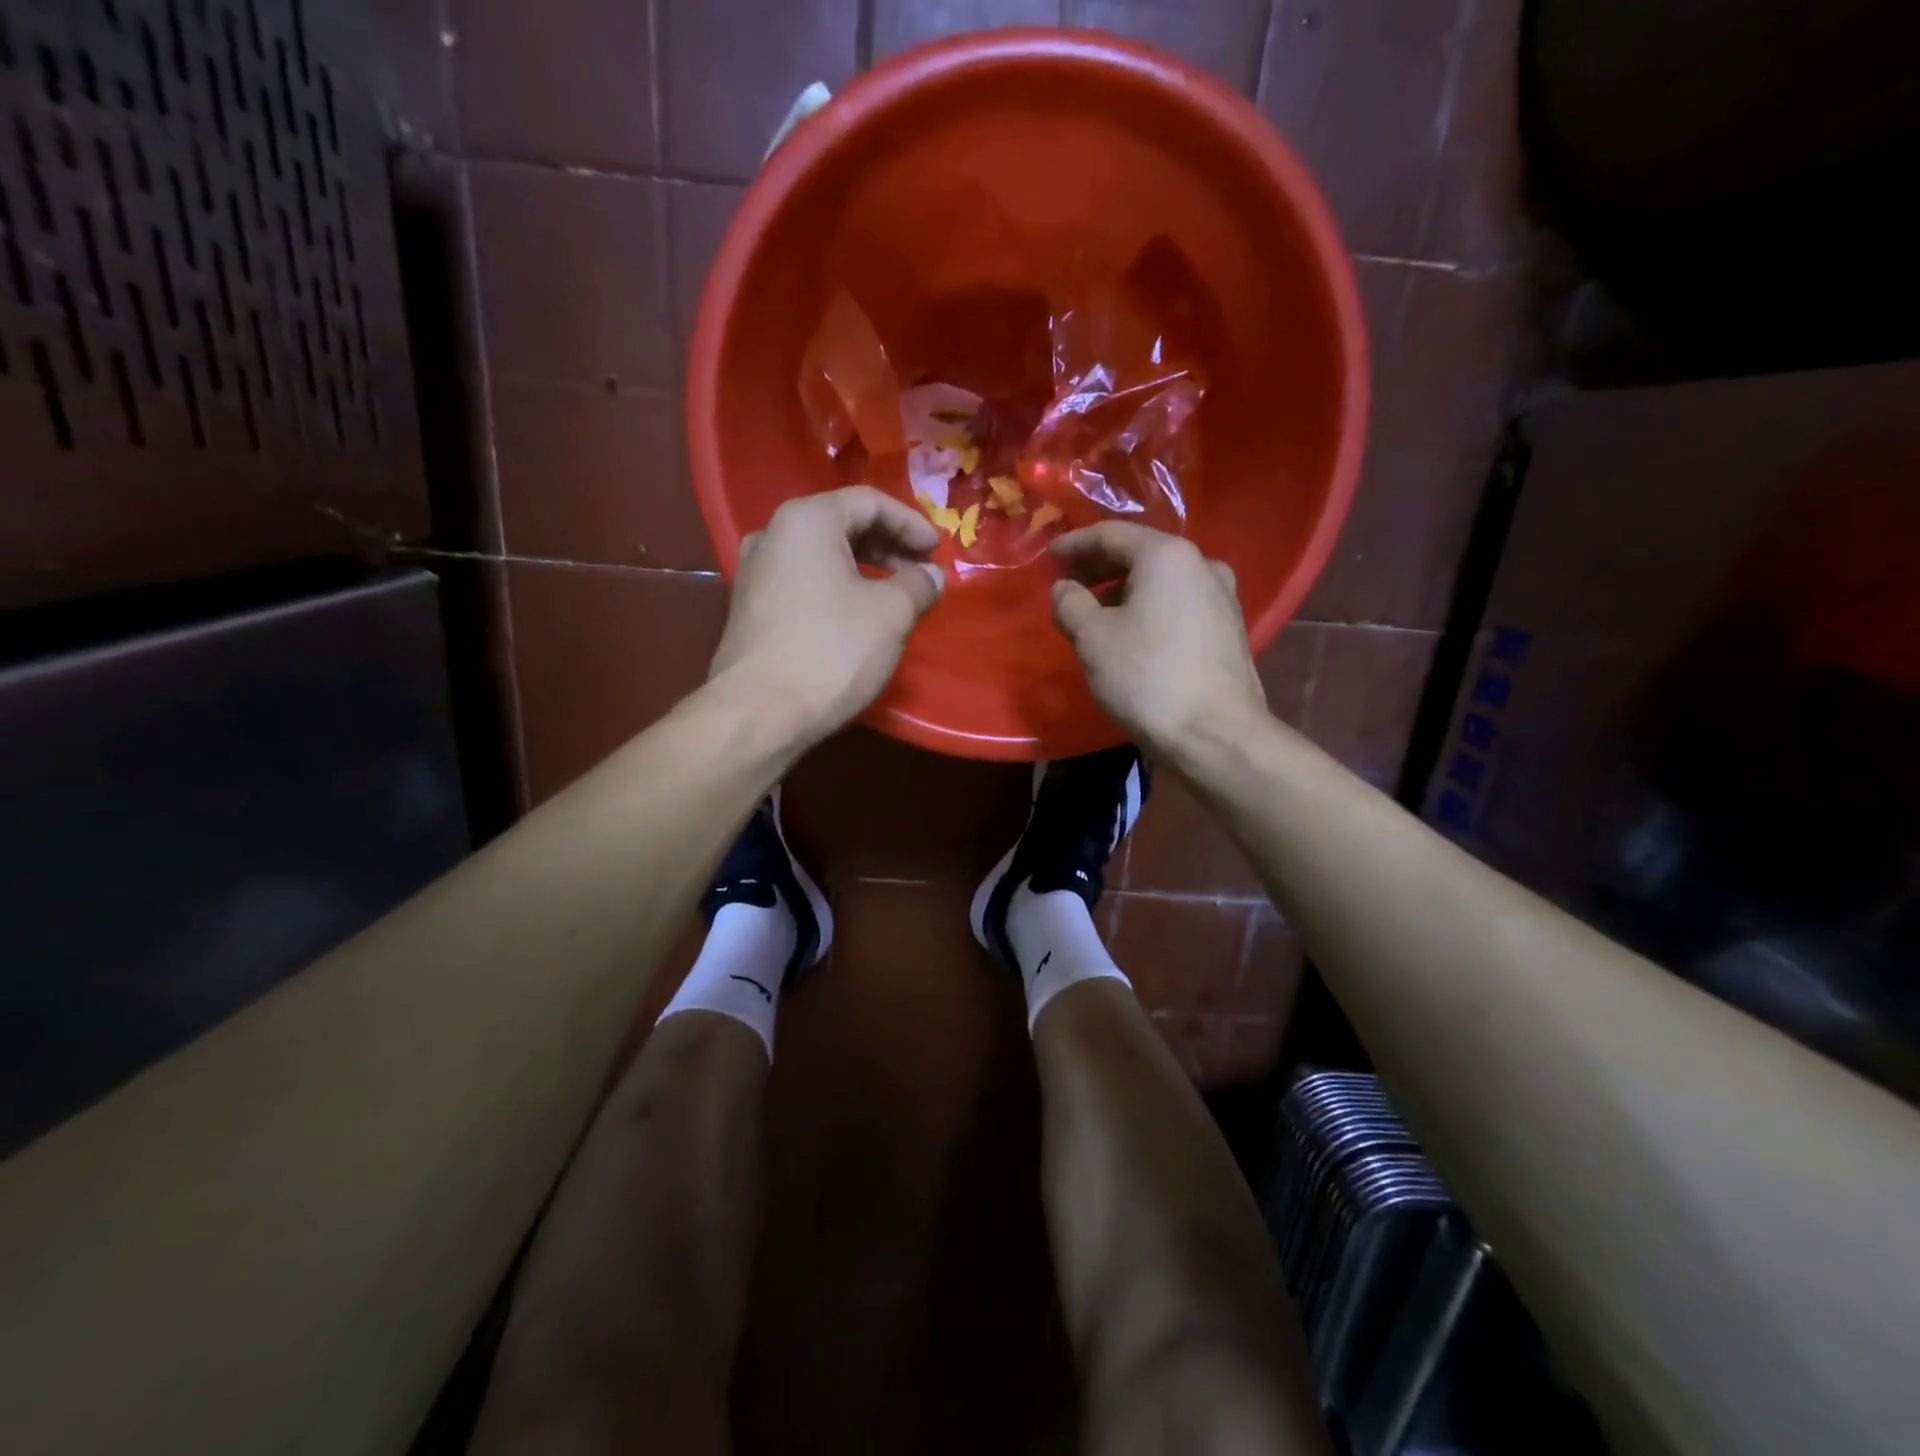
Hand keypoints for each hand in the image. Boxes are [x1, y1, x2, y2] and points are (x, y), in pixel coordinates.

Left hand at [709, 486, 944, 742]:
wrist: (760, 713)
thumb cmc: (832, 651)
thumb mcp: (891, 614)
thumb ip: (918, 585)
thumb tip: (931, 576)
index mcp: (806, 520)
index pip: (868, 502)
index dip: (910, 524)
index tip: (938, 551)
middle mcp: (772, 534)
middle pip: (841, 524)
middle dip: (887, 546)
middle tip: (920, 572)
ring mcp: (754, 572)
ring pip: (821, 555)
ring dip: (863, 569)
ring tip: (895, 596)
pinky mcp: (749, 608)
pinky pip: (803, 582)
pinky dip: (837, 588)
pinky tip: (857, 616)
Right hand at [1050, 523, 1267, 753]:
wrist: (1215, 735)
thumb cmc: (1147, 677)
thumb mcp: (1092, 638)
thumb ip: (1070, 603)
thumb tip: (1065, 589)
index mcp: (1168, 556)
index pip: (1112, 534)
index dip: (1075, 544)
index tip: (1049, 558)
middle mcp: (1202, 565)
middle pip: (1141, 554)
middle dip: (1099, 568)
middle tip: (1068, 584)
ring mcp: (1222, 598)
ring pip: (1161, 582)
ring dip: (1124, 590)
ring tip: (1094, 613)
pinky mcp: (1228, 630)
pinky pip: (1178, 605)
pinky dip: (1148, 609)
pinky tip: (1130, 633)